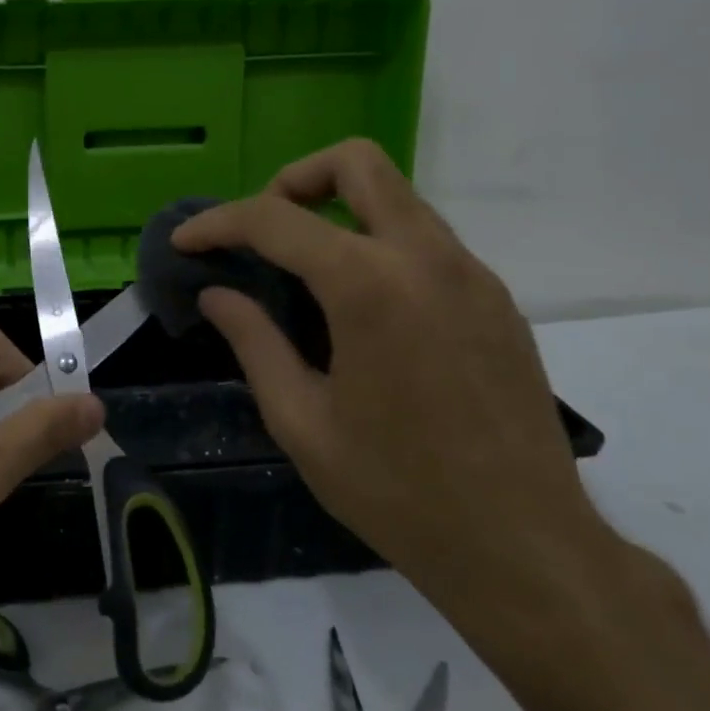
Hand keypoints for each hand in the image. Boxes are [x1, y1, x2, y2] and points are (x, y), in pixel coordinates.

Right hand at [173, 140, 611, 619]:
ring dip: (338, 210)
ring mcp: (471, 274)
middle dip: (293, 180)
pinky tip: (358, 308)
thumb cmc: (396, 491)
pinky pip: (425, 239)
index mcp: (369, 286)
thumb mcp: (300, 420)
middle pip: (356, 163)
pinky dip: (377, 244)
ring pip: (396, 196)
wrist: (524, 547)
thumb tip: (216, 293)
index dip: (218, 224)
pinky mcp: (495, 299)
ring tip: (301, 270)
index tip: (185, 242)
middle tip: (260, 233)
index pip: (275, 219)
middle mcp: (426, 258)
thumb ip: (253, 341)